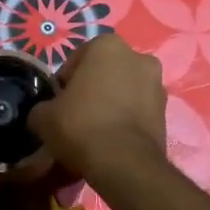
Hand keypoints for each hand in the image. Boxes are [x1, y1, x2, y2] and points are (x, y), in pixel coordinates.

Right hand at [29, 35, 166, 179]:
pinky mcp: (166, 112)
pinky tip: (112, 139)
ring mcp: (157, 84)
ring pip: (124, 90)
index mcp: (107, 45)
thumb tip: (45, 113)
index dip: (65, 81)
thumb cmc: (80, 125)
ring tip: (95, 130)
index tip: (58, 102)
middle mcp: (138, 56)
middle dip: (92, 88)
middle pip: (105, 72)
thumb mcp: (43, 116)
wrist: (123, 163)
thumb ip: (43, 107)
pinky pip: (138, 110)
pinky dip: (126, 119)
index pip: (77, 59)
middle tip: (76, 114)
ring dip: (111, 103)